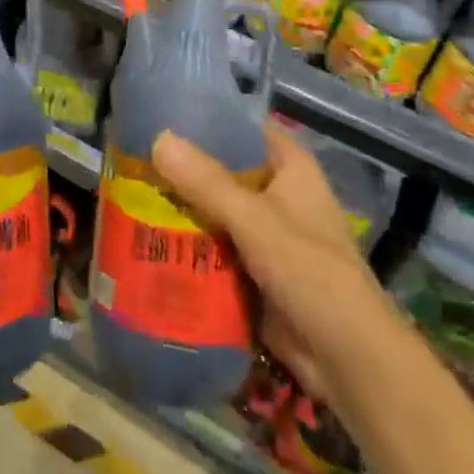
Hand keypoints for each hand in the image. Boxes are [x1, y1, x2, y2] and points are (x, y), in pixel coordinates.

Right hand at [152, 124, 380, 408]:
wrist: (347, 361)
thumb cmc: (311, 273)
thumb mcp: (255, 220)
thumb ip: (206, 181)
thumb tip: (158, 138)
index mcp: (289, 166)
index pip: (242, 126)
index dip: (205, 116)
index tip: (159, 113)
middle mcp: (276, 192)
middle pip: (221, 168)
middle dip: (181, 166)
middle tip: (130, 156)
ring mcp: (264, 232)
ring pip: (213, 208)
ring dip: (179, 206)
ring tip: (127, 191)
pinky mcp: (252, 268)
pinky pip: (213, 244)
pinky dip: (187, 241)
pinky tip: (146, 236)